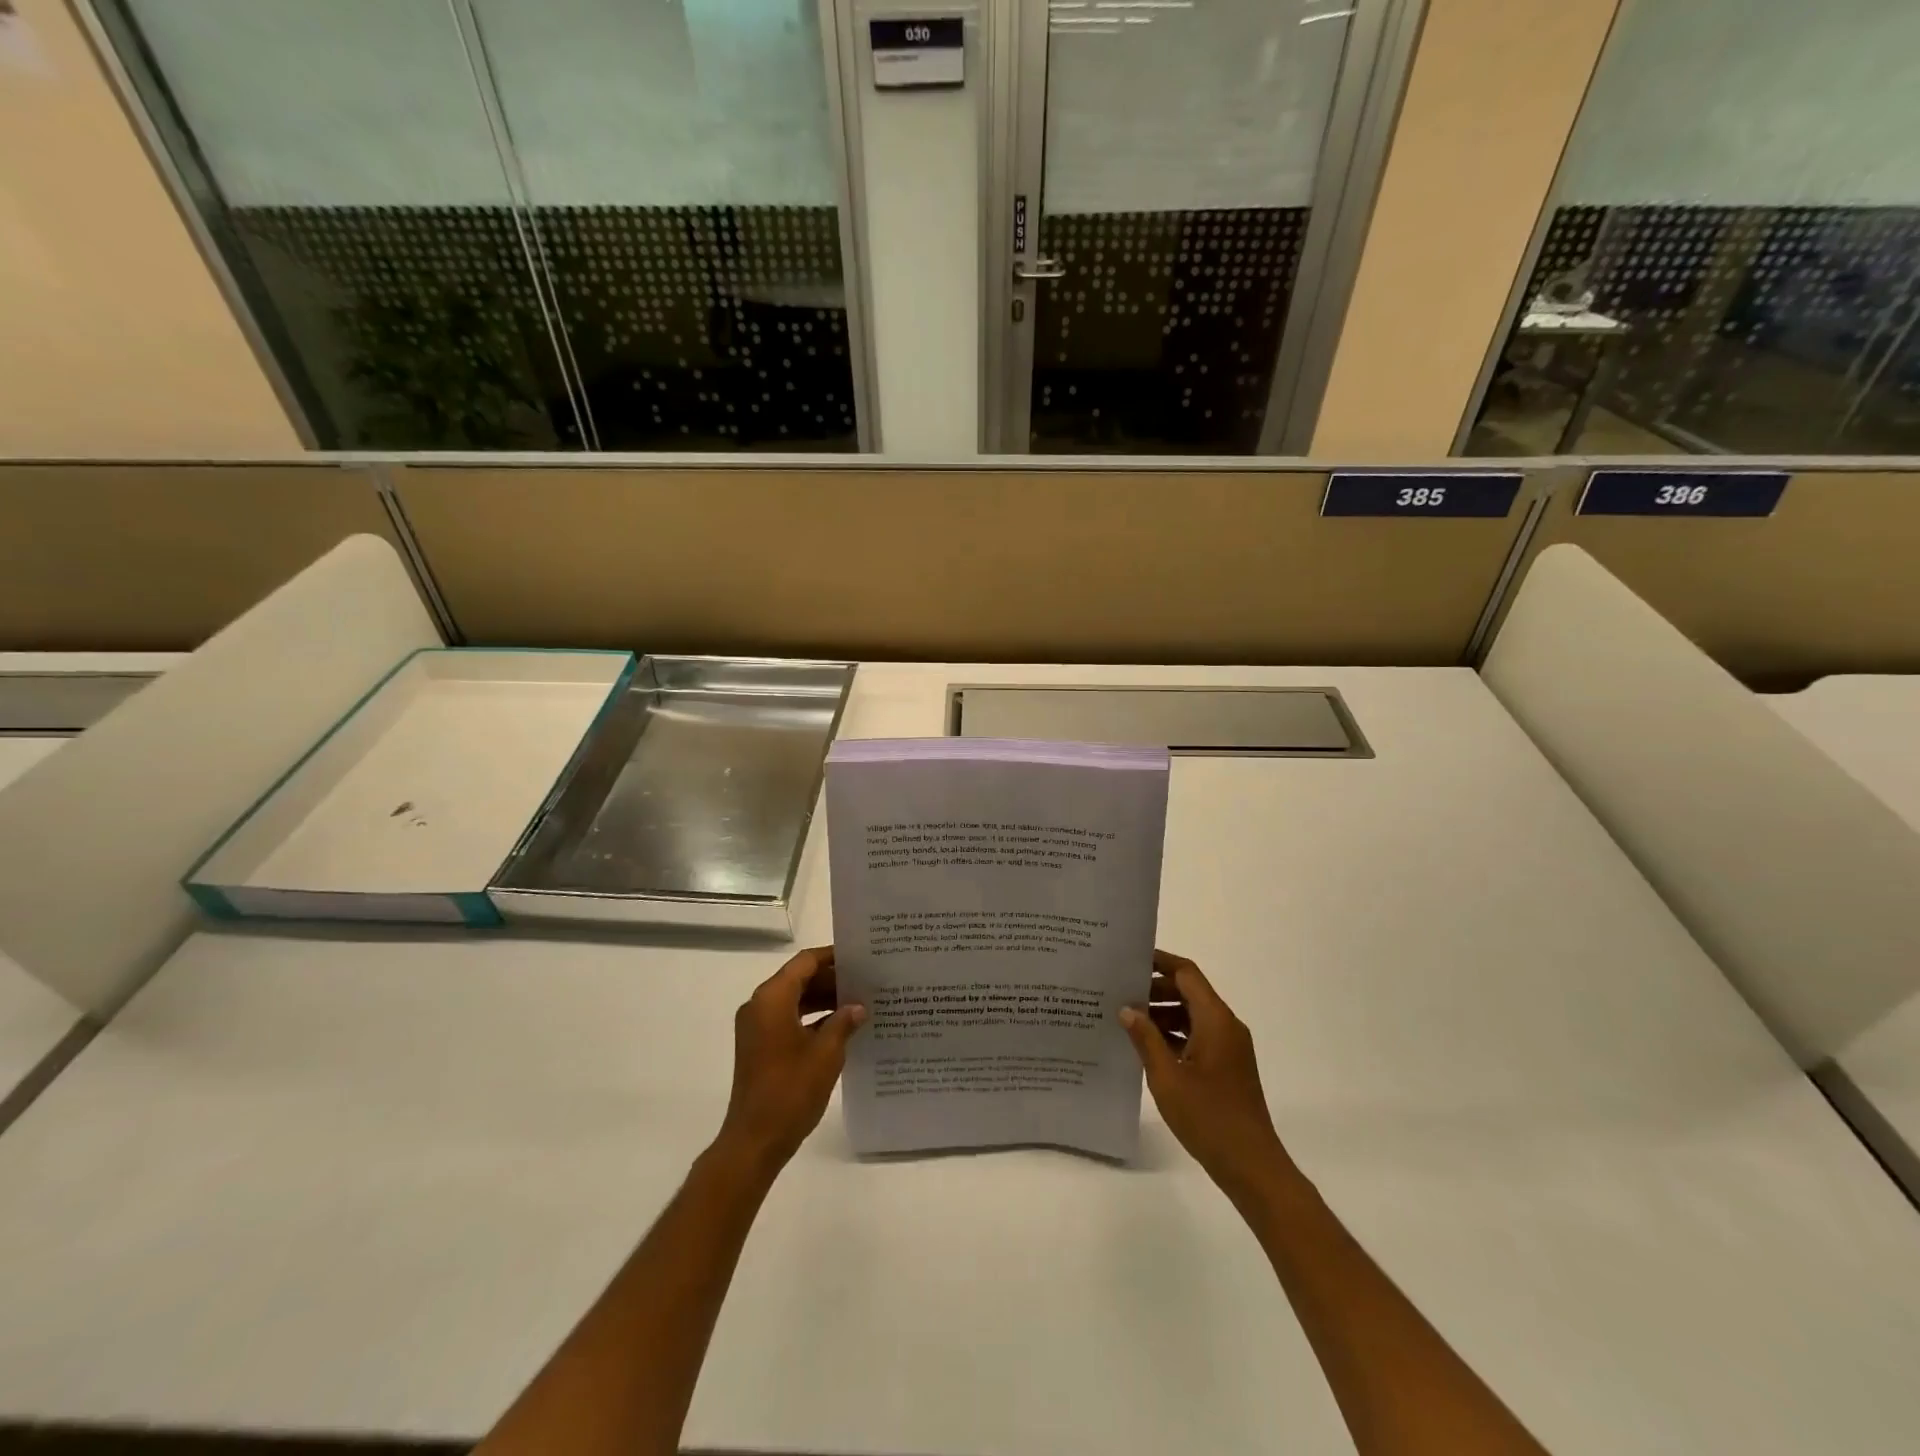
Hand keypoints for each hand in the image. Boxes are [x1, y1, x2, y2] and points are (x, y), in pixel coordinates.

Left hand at [715, 946, 865, 1175]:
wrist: (755, 1140)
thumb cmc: (791, 1090)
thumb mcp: (827, 1053)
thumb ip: (844, 1022)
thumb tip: (858, 1007)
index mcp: (772, 998)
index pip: (805, 962)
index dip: (832, 957)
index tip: (860, 957)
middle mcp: (759, 1006)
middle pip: (799, 979)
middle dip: (831, 980)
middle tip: (866, 981)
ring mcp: (757, 1027)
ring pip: (794, 1000)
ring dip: (824, 1000)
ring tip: (859, 1002)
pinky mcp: (759, 1046)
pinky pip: (788, 1019)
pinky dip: (812, 1019)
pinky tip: (841, 1028)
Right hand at [1121, 951, 1290, 1197]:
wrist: (1253, 1167)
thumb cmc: (1209, 1118)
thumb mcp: (1167, 1077)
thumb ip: (1146, 1038)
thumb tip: (1127, 1009)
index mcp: (1216, 1020)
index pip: (1187, 974)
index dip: (1159, 962)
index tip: (1129, 959)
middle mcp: (1226, 1026)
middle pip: (1190, 992)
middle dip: (1155, 989)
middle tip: (1119, 992)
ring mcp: (1230, 1047)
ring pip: (1193, 1015)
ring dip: (1163, 1013)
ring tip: (1126, 1019)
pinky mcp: (1228, 1066)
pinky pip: (1199, 1035)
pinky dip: (1174, 1034)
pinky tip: (1148, 1047)